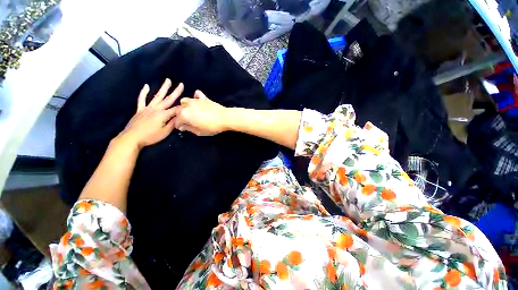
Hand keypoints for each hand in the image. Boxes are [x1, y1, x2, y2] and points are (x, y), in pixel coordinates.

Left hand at [117, 79, 183, 148]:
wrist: (132, 138)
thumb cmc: (150, 136)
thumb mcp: (165, 132)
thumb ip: (173, 123)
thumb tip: (180, 117)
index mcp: (163, 115)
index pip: (176, 109)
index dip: (183, 106)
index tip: (190, 103)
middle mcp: (156, 109)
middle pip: (168, 99)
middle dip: (176, 92)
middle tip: (181, 84)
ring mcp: (147, 108)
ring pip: (157, 96)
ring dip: (163, 88)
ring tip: (168, 81)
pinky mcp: (140, 110)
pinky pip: (142, 99)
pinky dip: (144, 92)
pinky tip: (146, 86)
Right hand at [175, 90, 227, 135]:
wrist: (224, 118)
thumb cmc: (211, 127)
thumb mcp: (199, 132)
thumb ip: (189, 129)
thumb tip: (183, 127)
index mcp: (184, 115)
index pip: (176, 121)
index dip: (179, 126)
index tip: (183, 128)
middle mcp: (186, 106)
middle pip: (178, 110)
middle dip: (180, 116)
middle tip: (187, 122)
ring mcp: (195, 100)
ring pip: (184, 101)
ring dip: (185, 106)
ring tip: (191, 112)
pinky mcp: (203, 98)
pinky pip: (196, 94)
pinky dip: (196, 97)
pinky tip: (199, 102)